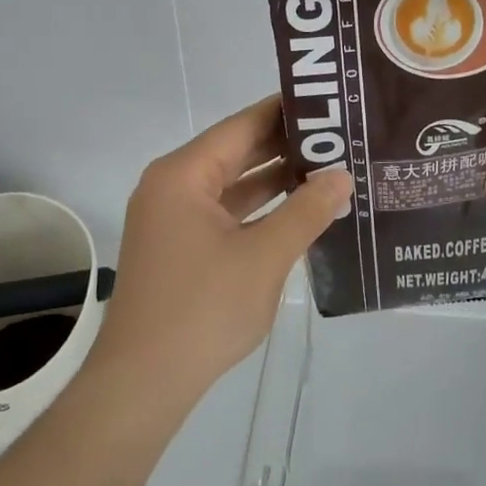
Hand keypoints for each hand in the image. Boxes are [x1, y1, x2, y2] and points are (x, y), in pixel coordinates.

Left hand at [87, 97, 352, 419]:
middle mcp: (173, 187)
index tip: (330, 102)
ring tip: (330, 168)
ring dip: (276, 180)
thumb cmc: (202, 309)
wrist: (143, 383)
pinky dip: (260, 210)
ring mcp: (174, 219)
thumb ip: (306, 212)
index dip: (286, 111)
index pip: (242, 126)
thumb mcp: (264, 257)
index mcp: (183, 175)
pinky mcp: (181, 248)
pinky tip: (300, 211)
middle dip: (287, 146)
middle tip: (340, 136)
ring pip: (233, 185)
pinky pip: (226, 214)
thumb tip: (342, 177)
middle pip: (237, 152)